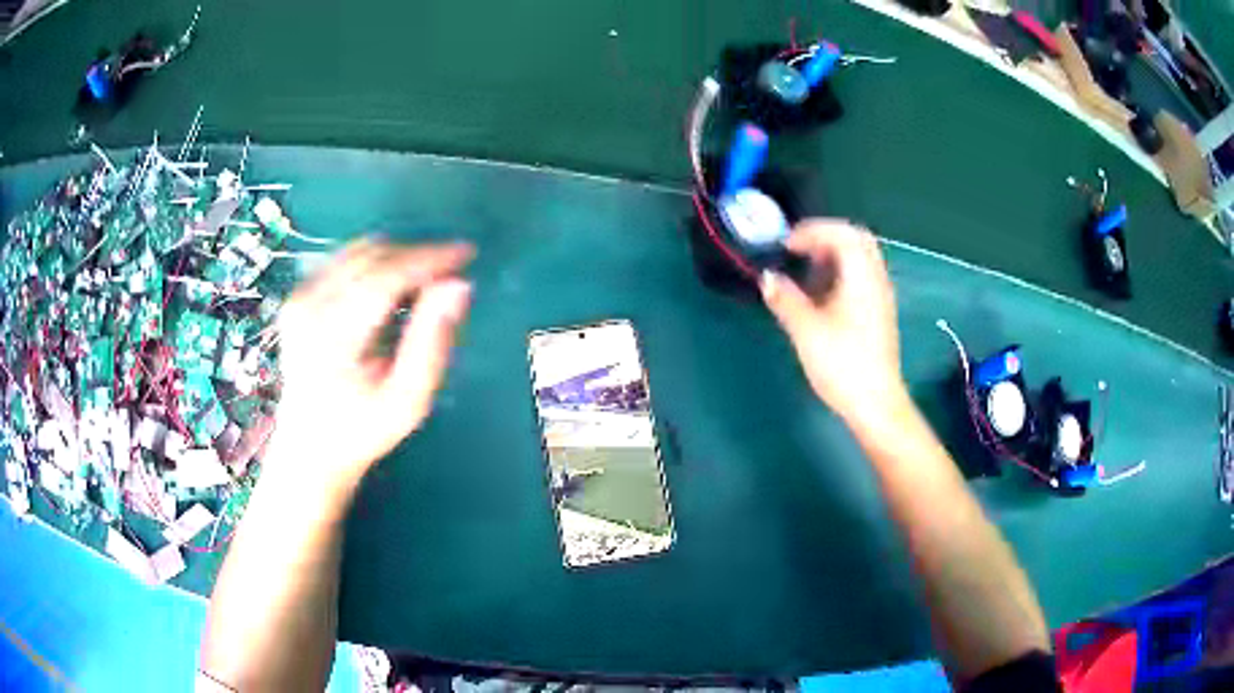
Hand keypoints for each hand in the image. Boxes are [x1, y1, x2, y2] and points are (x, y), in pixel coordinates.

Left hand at [270, 239, 473, 492]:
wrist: (311, 445)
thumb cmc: (363, 429)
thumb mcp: (408, 400)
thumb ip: (432, 341)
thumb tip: (458, 285)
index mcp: (332, 337)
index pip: (385, 277)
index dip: (428, 259)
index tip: (466, 253)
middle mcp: (309, 307)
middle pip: (373, 257)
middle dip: (417, 257)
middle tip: (450, 275)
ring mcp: (299, 297)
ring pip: (359, 251)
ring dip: (398, 258)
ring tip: (424, 285)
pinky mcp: (299, 294)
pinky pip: (346, 260)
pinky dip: (377, 264)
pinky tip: (392, 290)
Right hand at [761, 219, 905, 426]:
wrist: (875, 403)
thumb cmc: (842, 364)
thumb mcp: (806, 331)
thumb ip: (785, 299)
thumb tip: (767, 278)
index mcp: (861, 275)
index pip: (841, 232)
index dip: (811, 231)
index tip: (786, 245)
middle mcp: (876, 278)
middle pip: (856, 238)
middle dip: (825, 236)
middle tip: (799, 250)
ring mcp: (881, 296)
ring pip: (861, 257)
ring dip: (834, 255)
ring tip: (806, 272)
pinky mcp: (879, 313)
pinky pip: (862, 276)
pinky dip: (841, 272)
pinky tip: (822, 295)